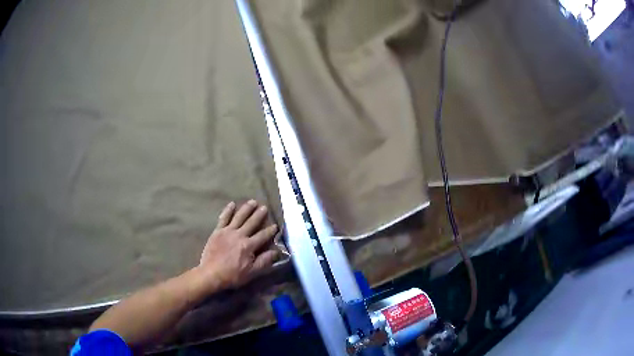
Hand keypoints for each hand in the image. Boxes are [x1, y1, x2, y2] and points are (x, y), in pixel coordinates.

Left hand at [198, 200, 278, 290]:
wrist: (211, 274)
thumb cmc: (232, 275)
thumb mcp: (252, 272)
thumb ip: (264, 261)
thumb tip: (276, 252)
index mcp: (249, 246)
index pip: (262, 236)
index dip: (270, 231)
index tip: (276, 226)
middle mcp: (239, 235)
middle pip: (251, 223)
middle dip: (259, 215)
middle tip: (265, 207)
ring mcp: (227, 232)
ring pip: (239, 217)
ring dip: (246, 209)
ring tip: (253, 201)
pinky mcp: (217, 231)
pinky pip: (223, 218)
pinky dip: (228, 210)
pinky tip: (232, 204)